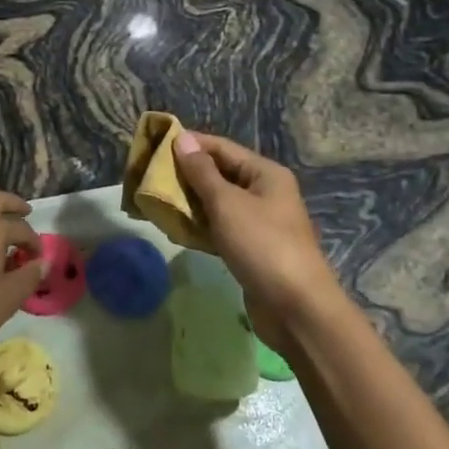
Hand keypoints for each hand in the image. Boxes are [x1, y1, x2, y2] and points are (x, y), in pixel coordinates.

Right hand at [171, 131, 344, 354]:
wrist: (297, 309)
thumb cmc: (262, 245)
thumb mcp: (227, 203)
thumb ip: (202, 172)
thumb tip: (183, 139)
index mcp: (265, 173)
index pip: (222, 147)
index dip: (190, 144)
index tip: (156, 145)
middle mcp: (264, 192)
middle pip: (220, 174)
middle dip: (187, 174)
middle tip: (151, 176)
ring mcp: (259, 222)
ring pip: (218, 203)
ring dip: (190, 202)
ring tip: (157, 200)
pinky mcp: (252, 248)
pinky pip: (221, 227)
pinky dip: (200, 226)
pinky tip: (176, 228)